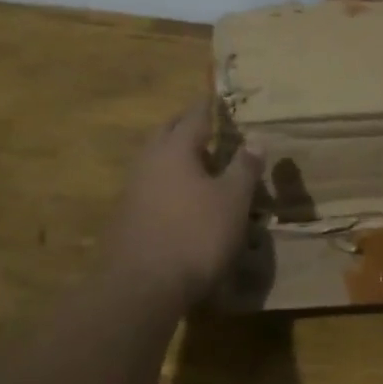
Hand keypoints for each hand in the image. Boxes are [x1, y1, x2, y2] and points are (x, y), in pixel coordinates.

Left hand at [101, 100, 264, 309]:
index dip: (208, 106)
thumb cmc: (195, 235)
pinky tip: (182, 197)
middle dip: (186, 126)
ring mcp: (132, 190)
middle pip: (167, 133)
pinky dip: (167, 181)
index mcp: (175, 149)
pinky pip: (150, 185)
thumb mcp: (233, 201)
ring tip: (199, 162)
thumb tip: (255, 138)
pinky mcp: (127, 217)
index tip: (216, 96)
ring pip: (155, 160)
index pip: (194, 116)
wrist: (142, 287)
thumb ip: (244, 167)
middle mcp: (148, 162)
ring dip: (175, 155)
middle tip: (207, 125)